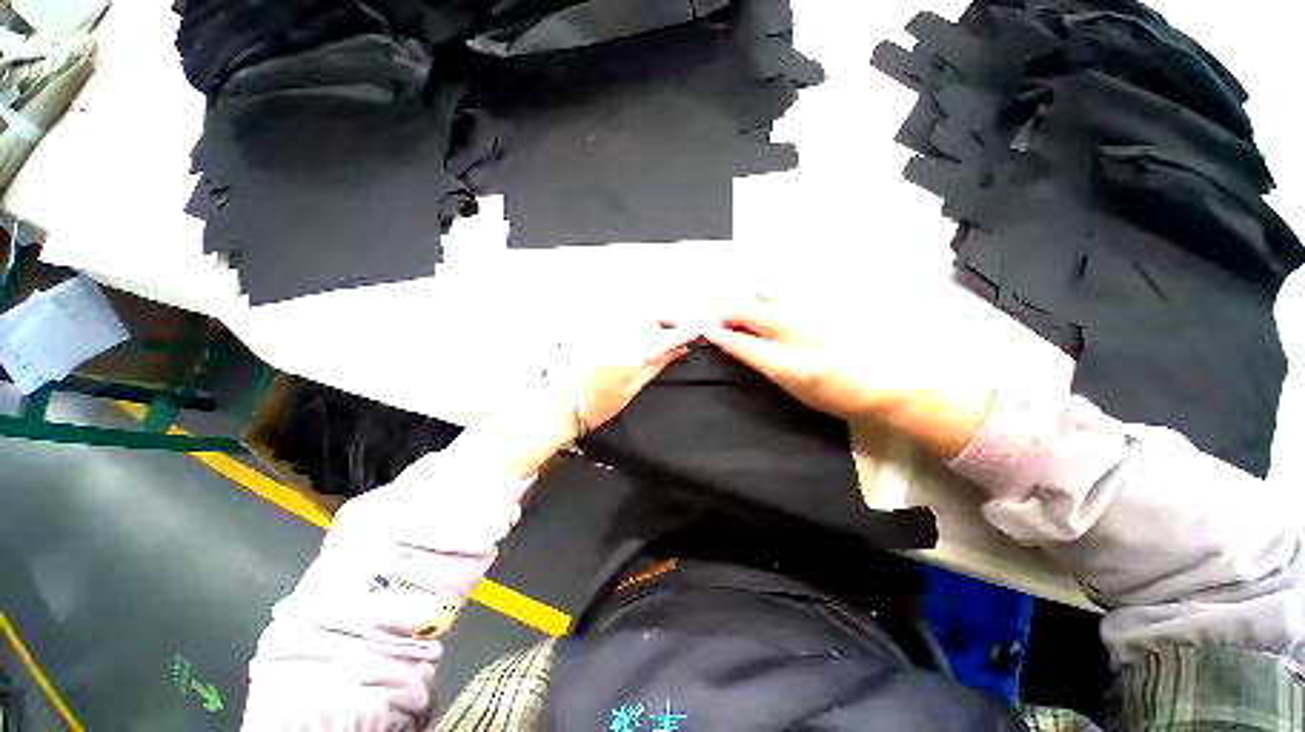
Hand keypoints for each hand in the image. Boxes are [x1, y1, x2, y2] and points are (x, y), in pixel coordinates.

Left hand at [548, 322, 697, 437]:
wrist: (558, 405)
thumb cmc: (597, 404)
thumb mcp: (632, 388)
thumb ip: (656, 365)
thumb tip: (679, 351)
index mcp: (629, 354)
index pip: (662, 337)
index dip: (681, 333)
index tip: (694, 330)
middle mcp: (615, 335)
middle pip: (648, 317)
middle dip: (666, 319)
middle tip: (677, 329)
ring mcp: (601, 328)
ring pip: (633, 313)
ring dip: (650, 318)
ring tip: (658, 329)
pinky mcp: (589, 327)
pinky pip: (616, 316)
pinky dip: (631, 319)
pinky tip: (635, 328)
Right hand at [705, 296, 994, 458]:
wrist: (894, 381)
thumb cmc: (843, 396)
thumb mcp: (799, 392)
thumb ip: (770, 368)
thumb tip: (749, 350)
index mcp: (789, 365)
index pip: (744, 345)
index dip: (723, 337)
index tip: (710, 331)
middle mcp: (798, 335)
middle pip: (753, 314)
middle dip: (732, 314)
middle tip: (724, 317)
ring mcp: (814, 316)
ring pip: (772, 299)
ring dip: (754, 303)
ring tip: (747, 309)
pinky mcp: (829, 304)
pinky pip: (795, 295)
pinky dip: (780, 296)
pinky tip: (777, 299)